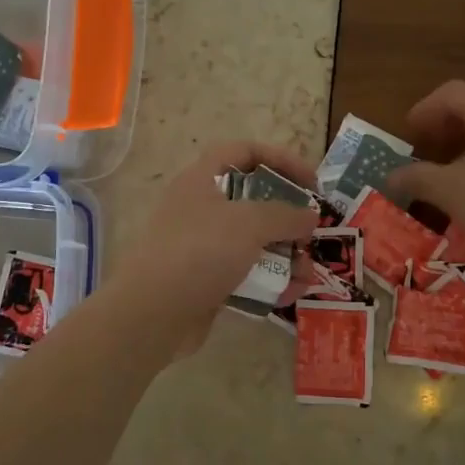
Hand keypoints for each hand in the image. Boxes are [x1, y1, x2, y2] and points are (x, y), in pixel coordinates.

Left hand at [100, 141, 320, 353]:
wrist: (152, 312)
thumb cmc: (200, 251)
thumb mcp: (250, 223)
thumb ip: (286, 215)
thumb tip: (310, 216)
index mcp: (202, 179)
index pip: (244, 152)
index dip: (281, 159)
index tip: (311, 183)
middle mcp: (200, 208)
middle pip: (253, 201)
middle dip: (288, 219)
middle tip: (311, 234)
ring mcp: (201, 246)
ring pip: (252, 242)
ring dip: (284, 255)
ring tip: (307, 274)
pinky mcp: (204, 280)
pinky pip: (244, 273)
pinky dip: (268, 281)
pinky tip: (289, 294)